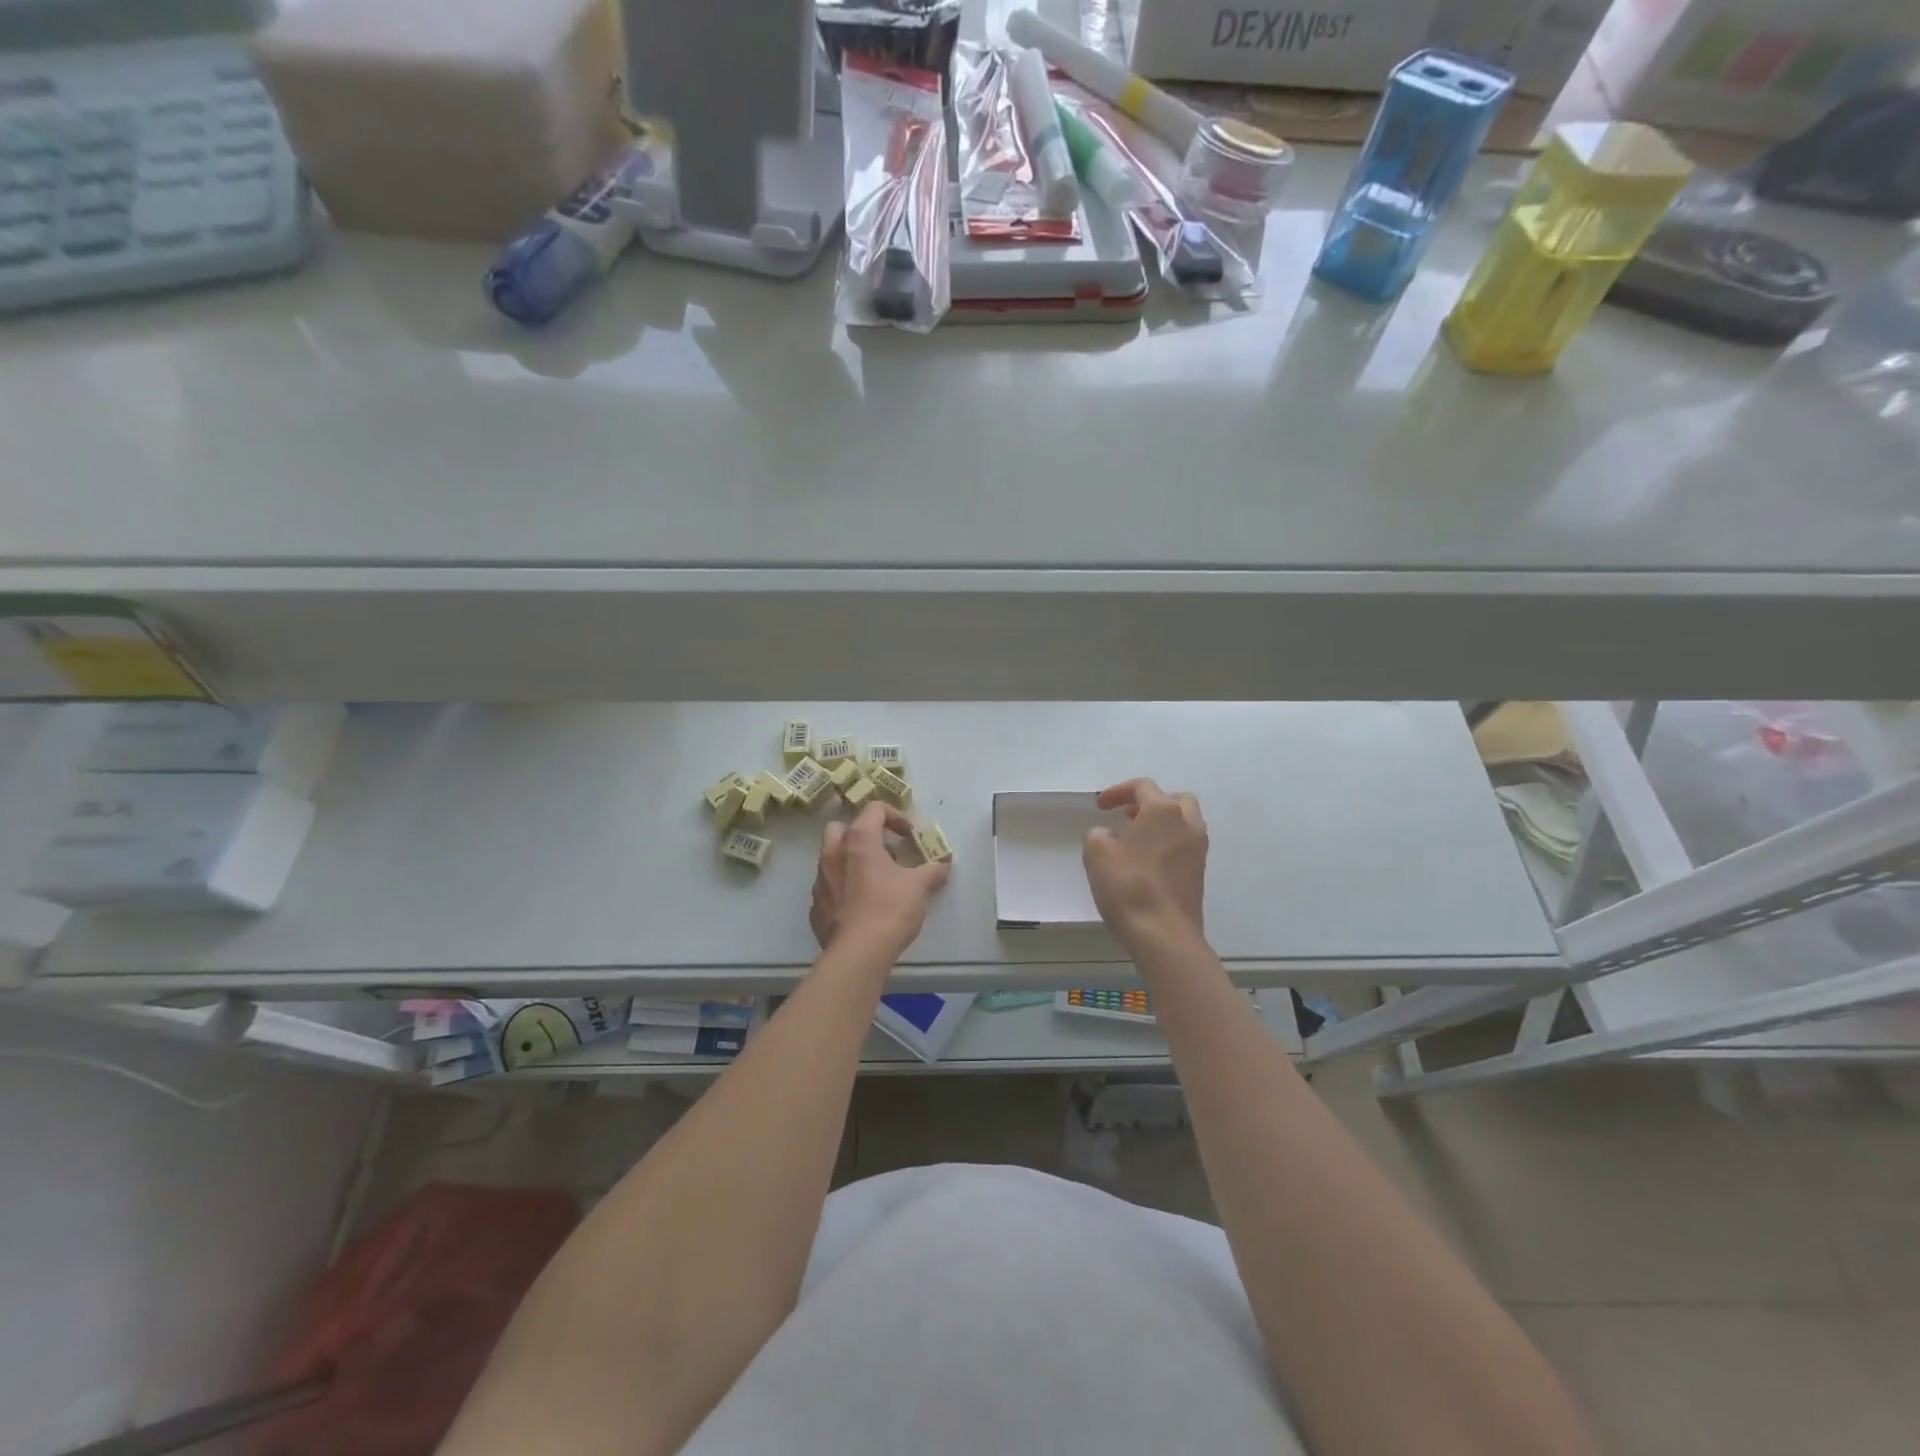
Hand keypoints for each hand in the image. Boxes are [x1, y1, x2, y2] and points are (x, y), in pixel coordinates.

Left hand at [810, 803, 950, 957]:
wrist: (857, 953)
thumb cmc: (890, 909)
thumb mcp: (919, 887)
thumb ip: (933, 870)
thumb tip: (944, 864)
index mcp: (858, 840)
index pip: (874, 809)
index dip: (895, 816)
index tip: (909, 835)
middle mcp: (833, 853)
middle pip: (842, 827)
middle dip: (863, 833)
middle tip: (884, 851)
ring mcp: (820, 880)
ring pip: (832, 857)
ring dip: (852, 861)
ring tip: (876, 880)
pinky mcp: (815, 905)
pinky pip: (829, 886)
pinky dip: (844, 888)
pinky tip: (861, 906)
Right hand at [1082, 779, 1207, 945]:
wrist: (1163, 934)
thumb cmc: (1128, 886)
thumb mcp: (1097, 854)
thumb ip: (1098, 835)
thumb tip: (1108, 836)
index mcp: (1163, 811)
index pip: (1143, 787)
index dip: (1118, 791)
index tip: (1100, 806)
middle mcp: (1187, 824)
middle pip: (1175, 799)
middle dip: (1150, 803)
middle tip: (1129, 816)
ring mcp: (1198, 850)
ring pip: (1184, 823)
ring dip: (1162, 824)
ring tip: (1136, 840)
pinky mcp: (1200, 874)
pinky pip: (1185, 846)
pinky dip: (1168, 844)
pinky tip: (1147, 862)